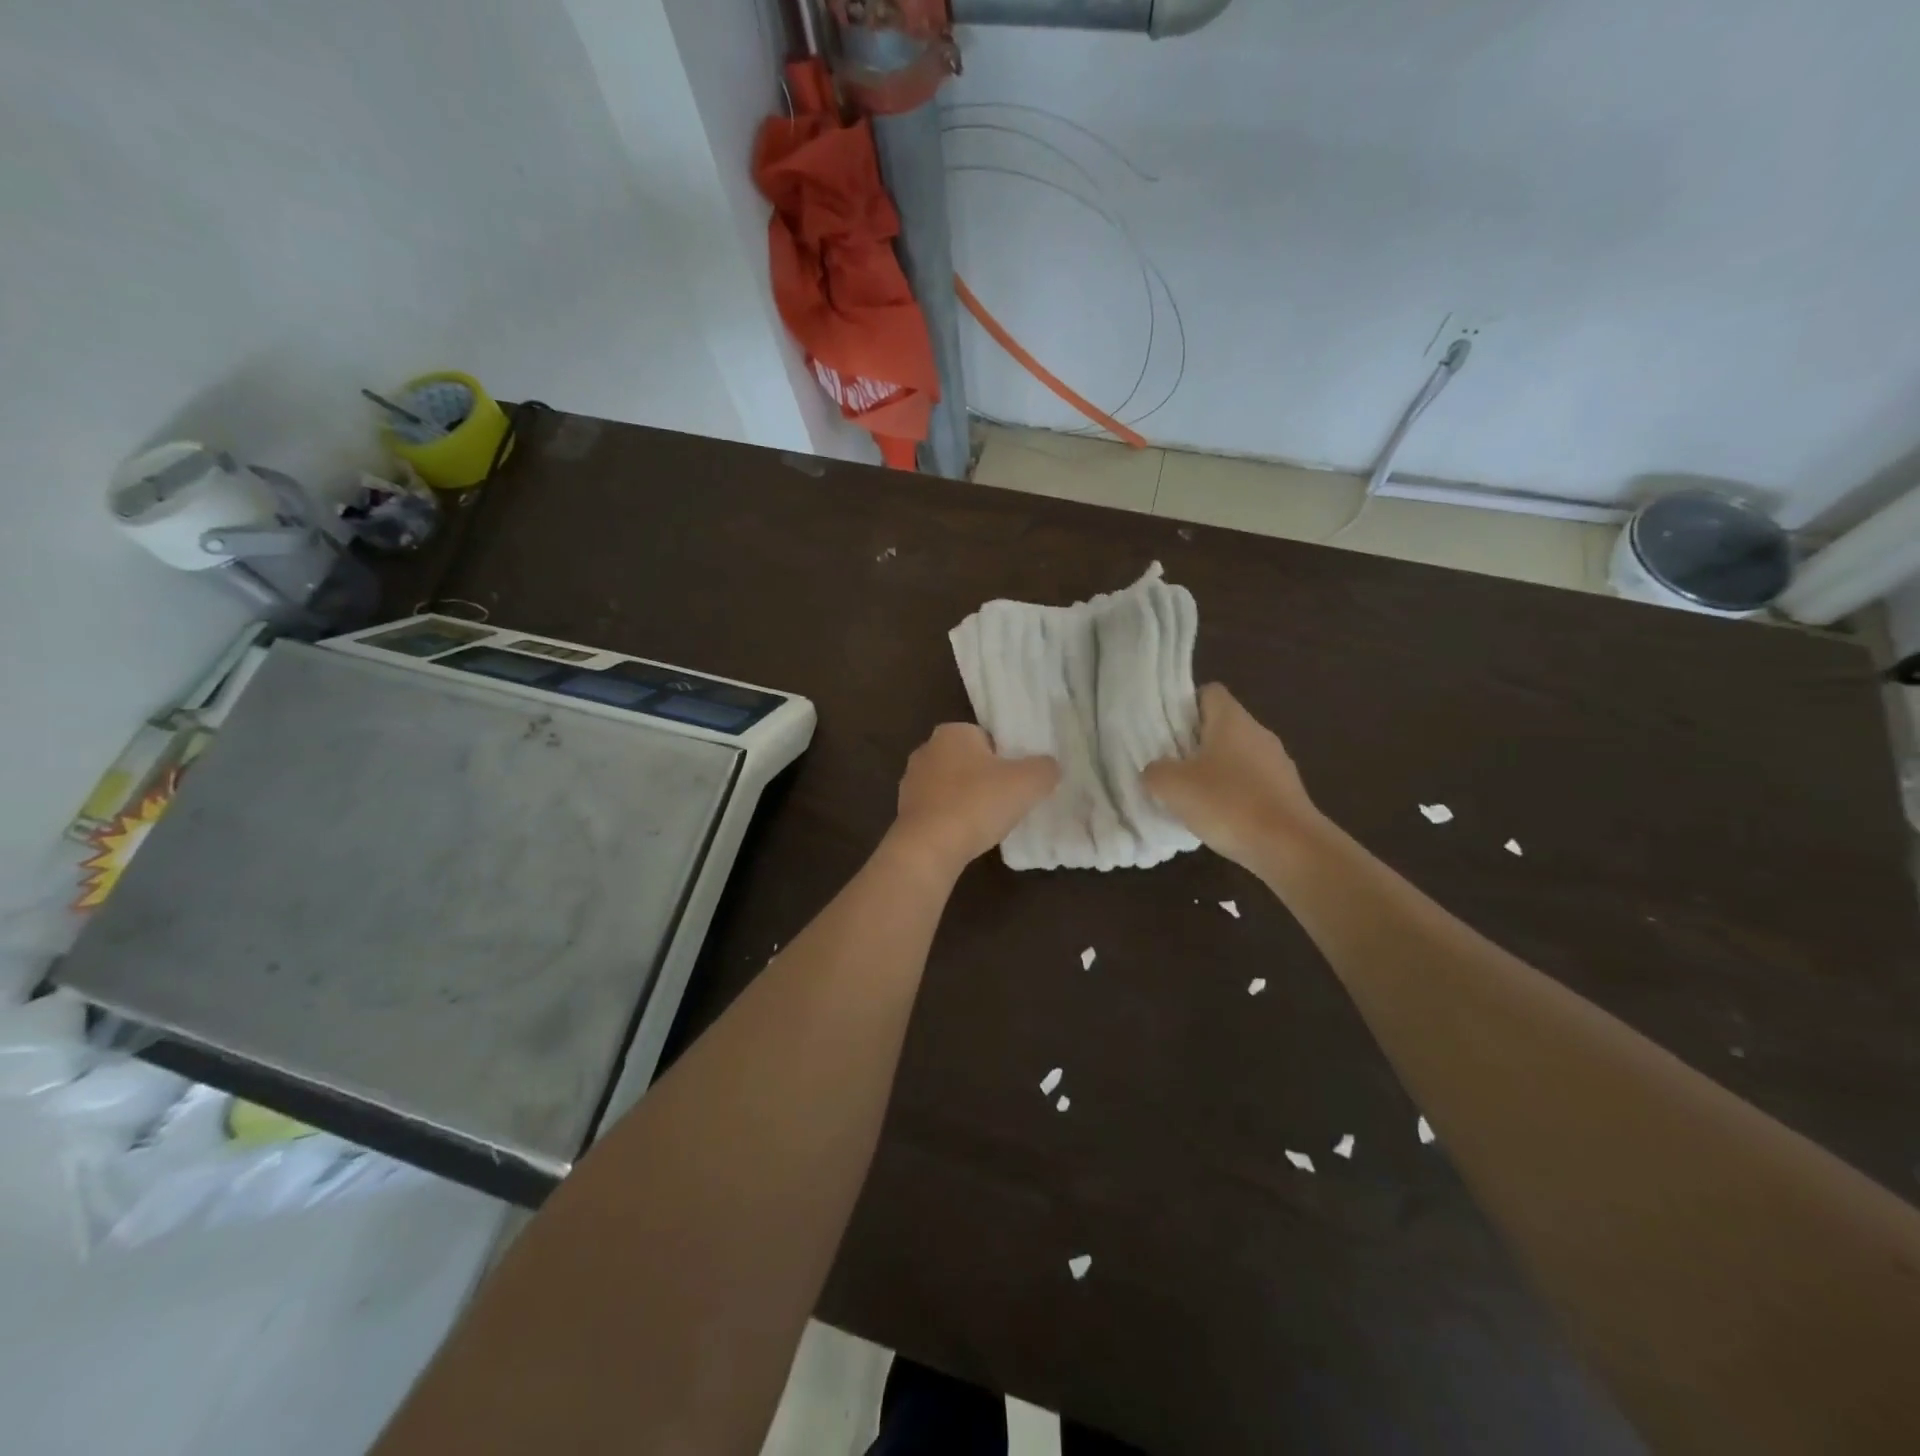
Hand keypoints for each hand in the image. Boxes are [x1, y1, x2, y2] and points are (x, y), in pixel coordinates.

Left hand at [889, 724, 1059, 877]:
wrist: (929, 847)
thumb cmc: (978, 803)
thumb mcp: (1028, 782)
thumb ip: (1045, 768)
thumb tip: (1049, 767)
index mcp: (952, 732)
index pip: (986, 737)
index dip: (1006, 758)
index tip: (1017, 780)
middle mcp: (926, 749)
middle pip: (968, 761)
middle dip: (985, 778)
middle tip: (1007, 800)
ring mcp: (911, 781)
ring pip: (951, 786)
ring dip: (967, 799)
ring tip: (987, 822)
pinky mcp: (904, 811)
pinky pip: (938, 809)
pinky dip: (951, 819)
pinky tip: (965, 835)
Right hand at [1143, 684, 1323, 871]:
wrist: (1290, 848)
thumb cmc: (1228, 804)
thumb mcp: (1173, 787)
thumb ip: (1156, 771)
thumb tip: (1156, 770)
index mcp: (1233, 720)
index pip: (1209, 692)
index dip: (1185, 705)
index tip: (1166, 729)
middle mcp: (1258, 733)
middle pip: (1221, 725)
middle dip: (1194, 742)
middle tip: (1170, 765)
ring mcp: (1277, 763)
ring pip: (1237, 755)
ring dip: (1214, 770)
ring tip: (1191, 795)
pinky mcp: (1286, 792)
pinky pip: (1251, 783)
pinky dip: (1233, 794)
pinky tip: (1219, 817)